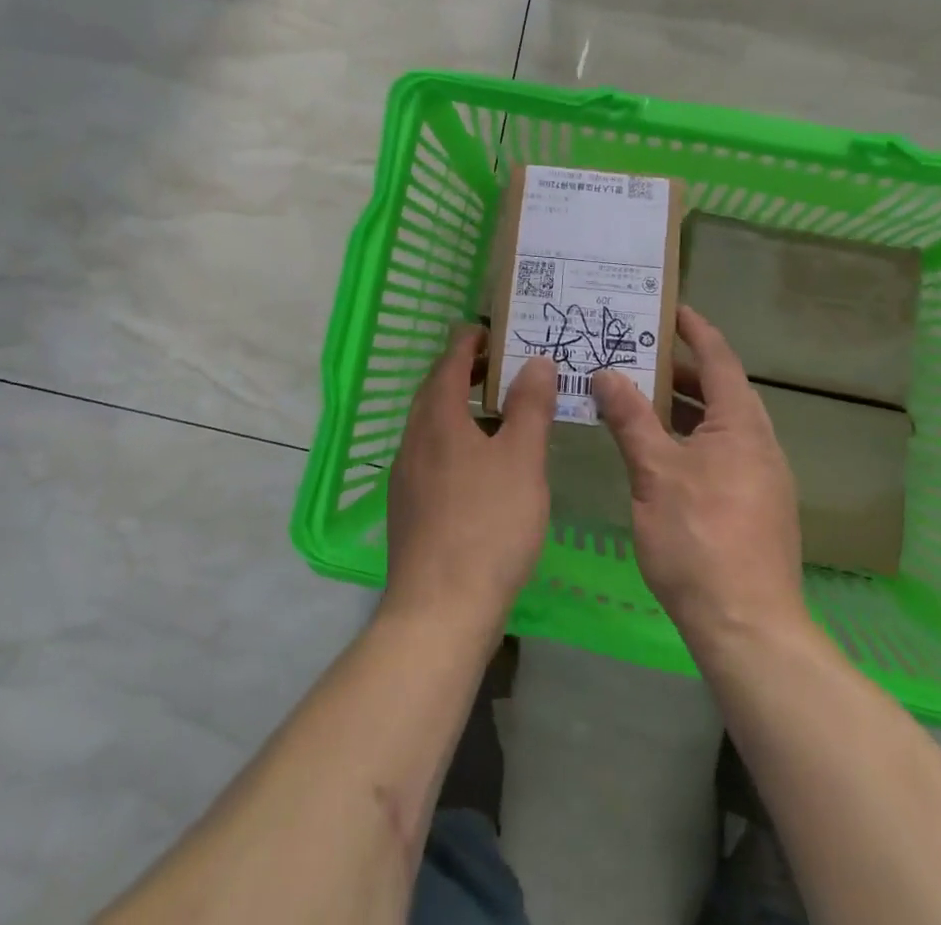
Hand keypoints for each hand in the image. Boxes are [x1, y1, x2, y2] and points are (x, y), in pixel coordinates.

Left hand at [384, 327, 556, 629]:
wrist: (440, 609)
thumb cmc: (488, 524)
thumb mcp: (522, 459)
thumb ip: (529, 406)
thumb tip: (535, 361)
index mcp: (437, 418)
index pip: (449, 361)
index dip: (469, 342)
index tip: (492, 332)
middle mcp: (413, 439)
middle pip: (434, 391)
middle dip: (464, 372)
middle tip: (499, 368)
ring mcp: (405, 476)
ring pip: (431, 425)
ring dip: (459, 408)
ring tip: (496, 413)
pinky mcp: (408, 508)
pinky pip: (430, 455)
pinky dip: (454, 441)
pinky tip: (479, 466)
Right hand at [592, 306, 807, 652]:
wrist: (747, 627)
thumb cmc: (699, 538)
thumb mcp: (654, 472)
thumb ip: (630, 418)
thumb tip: (607, 373)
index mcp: (741, 425)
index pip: (719, 359)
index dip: (696, 330)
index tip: (671, 308)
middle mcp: (760, 444)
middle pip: (722, 391)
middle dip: (682, 370)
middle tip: (640, 355)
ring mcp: (762, 479)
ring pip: (721, 426)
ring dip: (685, 408)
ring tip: (642, 399)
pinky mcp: (756, 508)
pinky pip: (722, 453)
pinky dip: (692, 439)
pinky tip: (661, 455)